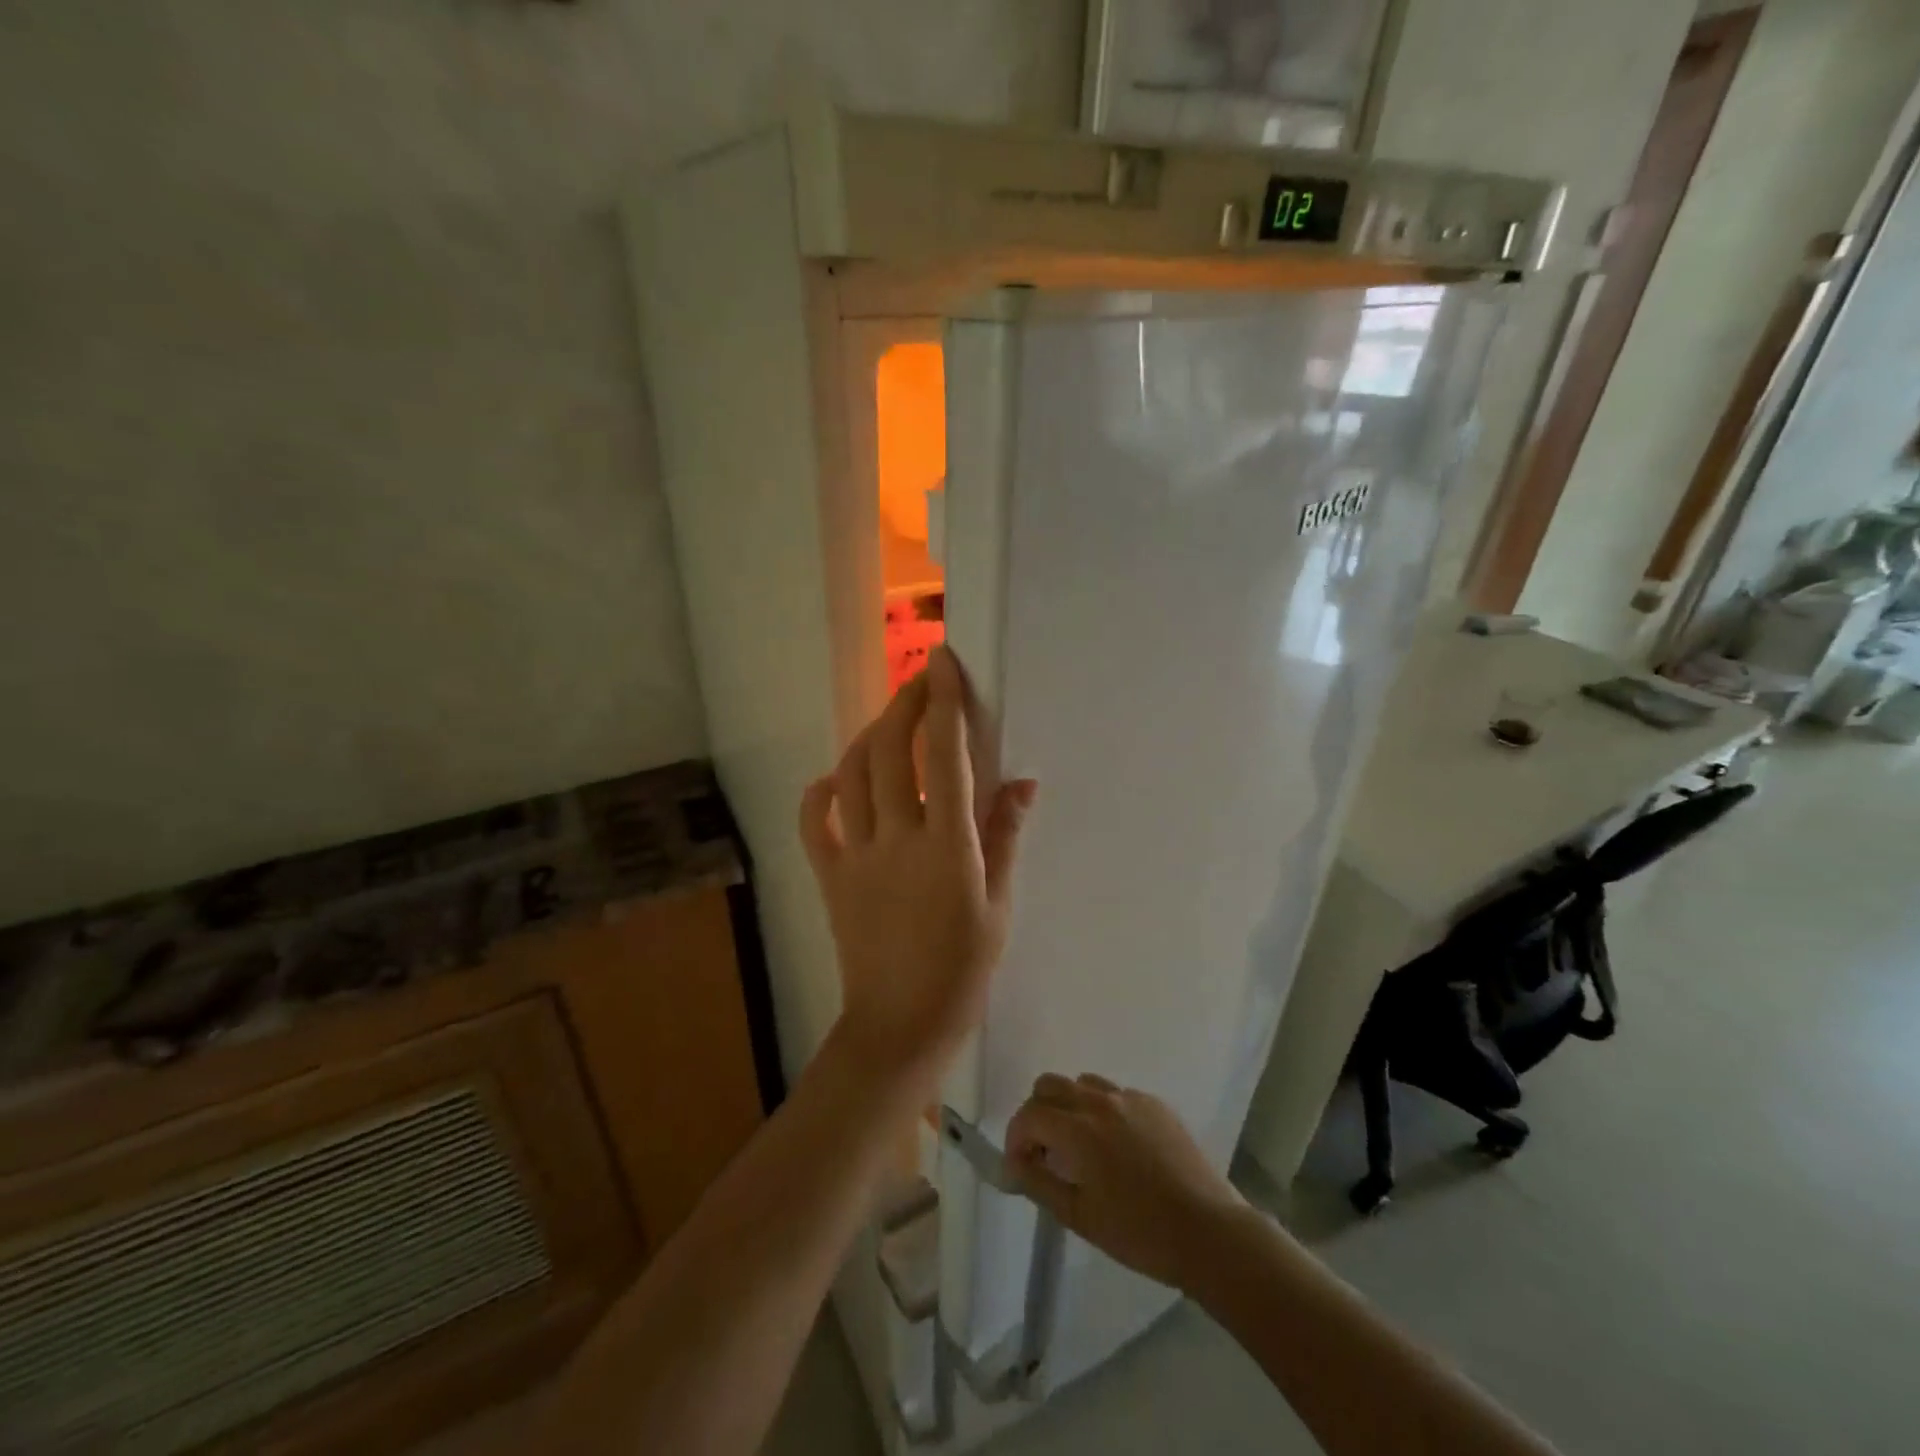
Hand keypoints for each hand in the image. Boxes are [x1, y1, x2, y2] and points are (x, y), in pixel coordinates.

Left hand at [800, 647, 1037, 1092]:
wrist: (901, 1024)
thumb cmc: (963, 968)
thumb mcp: (998, 903)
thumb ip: (1004, 836)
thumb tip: (1022, 782)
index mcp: (946, 846)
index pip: (943, 756)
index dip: (943, 702)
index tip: (943, 663)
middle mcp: (896, 839)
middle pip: (891, 751)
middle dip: (905, 704)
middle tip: (922, 680)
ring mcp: (856, 856)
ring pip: (852, 775)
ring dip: (870, 736)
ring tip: (891, 721)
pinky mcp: (830, 876)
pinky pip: (814, 822)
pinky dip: (823, 791)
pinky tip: (838, 779)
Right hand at [1007, 1074, 1246, 1295]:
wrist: (1209, 1232)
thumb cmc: (1139, 1233)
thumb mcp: (1079, 1216)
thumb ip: (1039, 1183)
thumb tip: (1012, 1164)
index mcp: (1079, 1130)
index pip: (1029, 1115)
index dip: (1016, 1138)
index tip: (1020, 1166)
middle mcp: (1100, 1102)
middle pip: (1050, 1085)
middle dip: (1037, 1114)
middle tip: (1044, 1152)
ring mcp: (1131, 1098)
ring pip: (1083, 1083)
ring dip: (1069, 1106)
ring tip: (1079, 1146)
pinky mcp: (1155, 1104)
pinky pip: (1116, 1094)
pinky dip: (1102, 1111)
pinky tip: (1116, 1147)